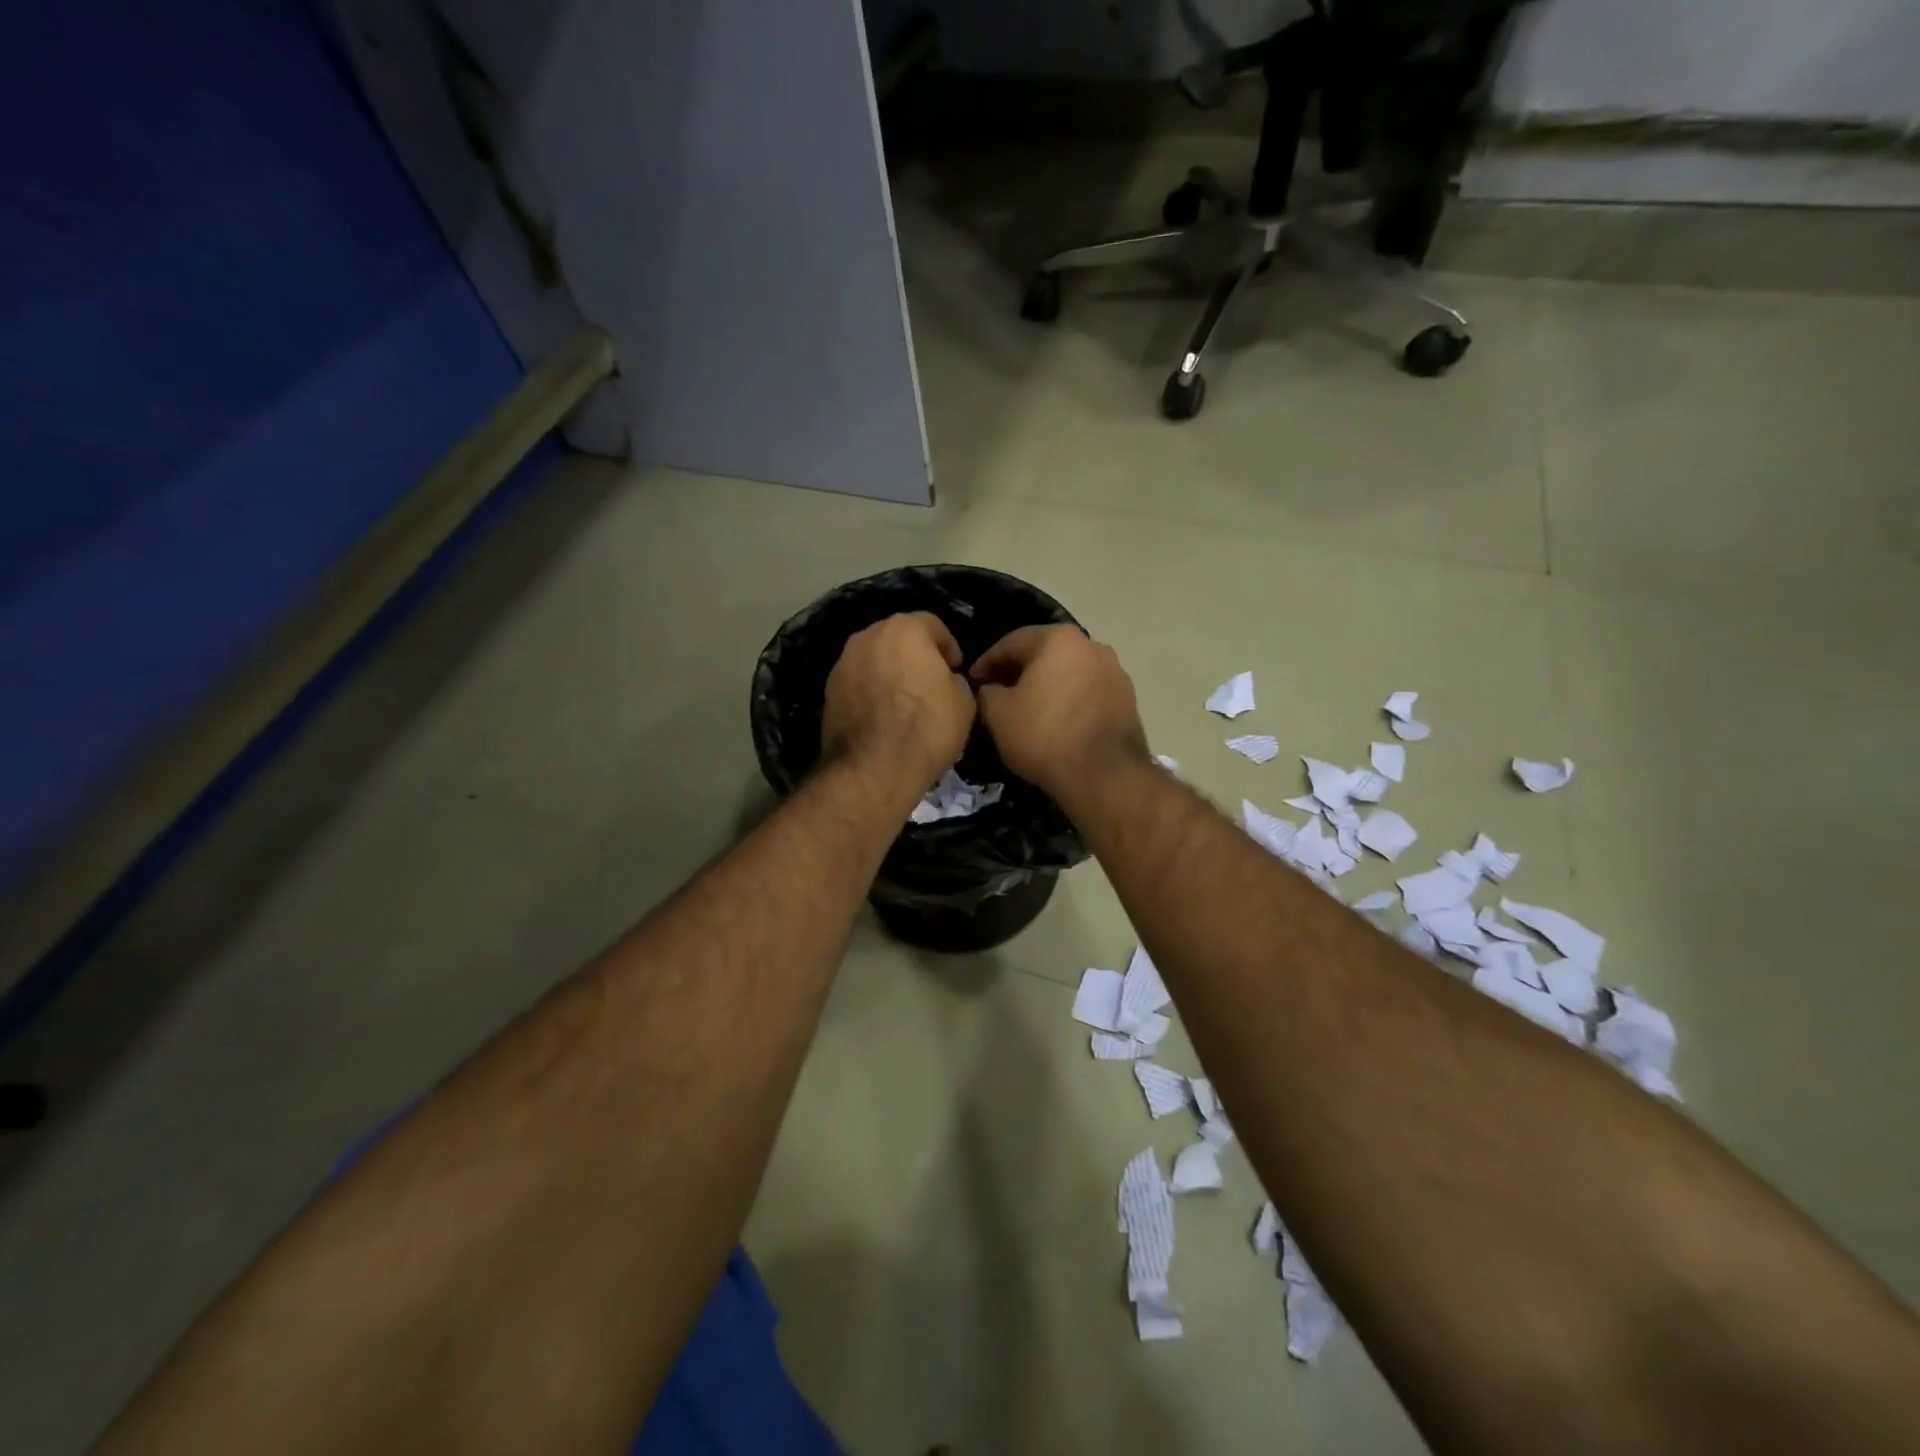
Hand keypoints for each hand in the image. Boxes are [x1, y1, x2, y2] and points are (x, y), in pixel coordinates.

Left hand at [821, 612, 975, 790]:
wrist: (873, 768)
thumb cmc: (927, 726)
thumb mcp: (964, 701)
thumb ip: (954, 679)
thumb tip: (944, 680)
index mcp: (905, 629)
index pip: (933, 625)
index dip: (949, 647)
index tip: (955, 669)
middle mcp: (868, 636)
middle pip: (898, 638)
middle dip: (915, 655)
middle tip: (930, 682)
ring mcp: (843, 663)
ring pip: (874, 659)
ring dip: (889, 672)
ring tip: (904, 701)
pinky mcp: (828, 691)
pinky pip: (858, 682)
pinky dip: (870, 691)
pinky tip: (882, 716)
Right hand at [970, 625, 1146, 798]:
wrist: (1104, 776)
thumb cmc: (1044, 736)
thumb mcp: (998, 715)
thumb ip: (986, 693)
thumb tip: (990, 690)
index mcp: (1058, 639)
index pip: (1011, 643)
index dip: (986, 663)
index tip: (972, 682)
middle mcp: (1092, 645)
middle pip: (1044, 654)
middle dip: (1018, 672)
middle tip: (996, 694)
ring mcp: (1115, 671)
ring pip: (1068, 673)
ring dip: (1045, 686)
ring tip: (1027, 710)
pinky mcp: (1127, 699)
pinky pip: (1087, 692)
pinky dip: (1068, 700)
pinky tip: (1056, 722)